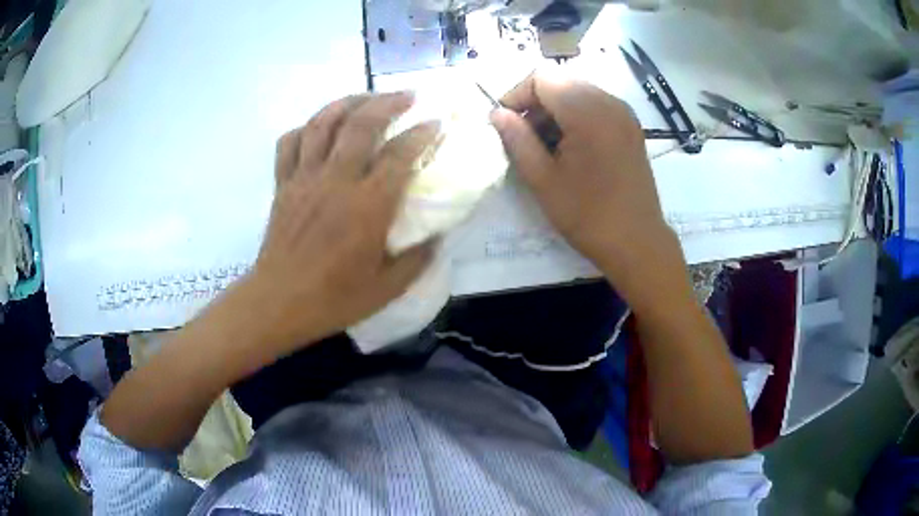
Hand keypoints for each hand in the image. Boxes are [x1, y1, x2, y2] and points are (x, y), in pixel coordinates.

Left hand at [236, 92, 438, 356]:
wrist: (279, 302)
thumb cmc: (334, 298)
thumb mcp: (389, 287)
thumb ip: (419, 258)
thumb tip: (438, 235)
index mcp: (367, 206)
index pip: (399, 154)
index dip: (422, 133)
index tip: (436, 123)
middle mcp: (335, 181)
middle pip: (361, 124)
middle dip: (388, 101)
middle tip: (407, 95)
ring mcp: (304, 178)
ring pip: (322, 123)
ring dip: (347, 102)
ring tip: (366, 97)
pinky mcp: (283, 184)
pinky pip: (289, 142)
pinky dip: (305, 128)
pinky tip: (318, 127)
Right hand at [490, 73, 684, 300]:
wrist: (637, 242)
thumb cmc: (588, 215)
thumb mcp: (543, 180)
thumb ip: (517, 139)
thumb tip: (497, 113)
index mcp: (588, 112)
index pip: (542, 78)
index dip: (517, 94)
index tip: (505, 123)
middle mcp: (610, 102)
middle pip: (561, 81)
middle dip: (535, 102)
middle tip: (523, 136)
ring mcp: (624, 114)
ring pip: (578, 92)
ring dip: (555, 110)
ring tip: (546, 144)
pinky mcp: (631, 127)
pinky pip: (596, 105)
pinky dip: (576, 116)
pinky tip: (570, 146)